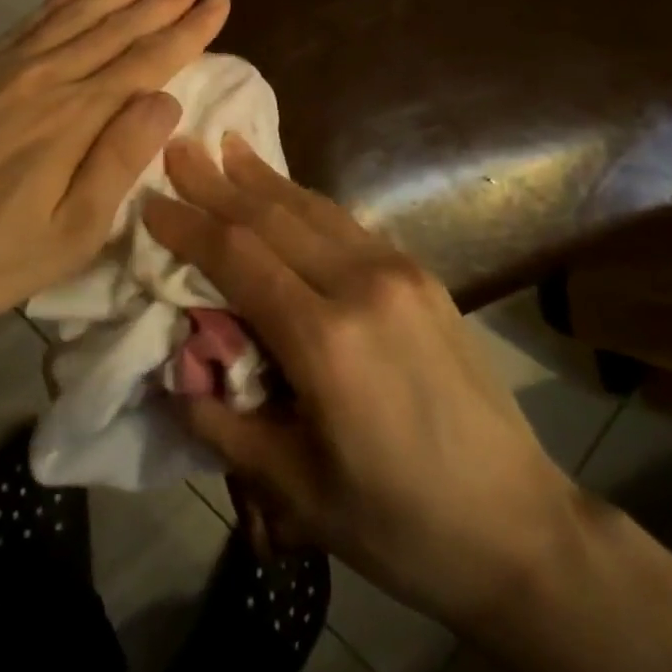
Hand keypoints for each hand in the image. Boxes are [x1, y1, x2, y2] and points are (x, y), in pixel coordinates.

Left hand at [0, 0, 228, 325]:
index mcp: (76, 117)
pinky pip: (29, 20)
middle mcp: (46, 77)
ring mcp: (6, 68)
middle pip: (118, 26)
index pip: (148, 61)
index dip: (188, 29)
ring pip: (77, 13)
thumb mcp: (71, 231)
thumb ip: (120, 160)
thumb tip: (166, 99)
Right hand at [143, 136, 575, 632]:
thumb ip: (223, 423)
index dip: (189, 225)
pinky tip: (284, 189)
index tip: (151, 201)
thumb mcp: (296, 488)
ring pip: (312, 208)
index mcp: (326, 340)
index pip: (238, 257)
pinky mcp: (421, 276)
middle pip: (271, 217)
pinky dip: (303, 200)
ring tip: (226, 145)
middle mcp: (361, 286)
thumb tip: (174, 374)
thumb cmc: (399, 522)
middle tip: (178, 146)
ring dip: (262, 177)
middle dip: (217, 182)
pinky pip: (345, 223)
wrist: (520, 526)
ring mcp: (398, 273)